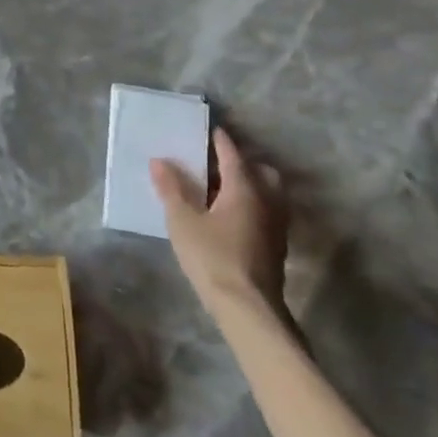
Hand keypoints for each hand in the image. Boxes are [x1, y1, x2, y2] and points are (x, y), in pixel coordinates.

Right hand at [150, 128, 286, 313]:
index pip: (232, 155)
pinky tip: (232, 217)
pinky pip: (268, 211)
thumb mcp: (182, 220)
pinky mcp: (277, 246)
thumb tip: (160, 160)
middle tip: (217, 163)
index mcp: (245, 189)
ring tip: (224, 189)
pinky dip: (253, 204)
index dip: (220, 141)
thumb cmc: (212, 257)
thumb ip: (172, 188)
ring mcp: (277, 225)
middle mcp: (267, 201)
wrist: (247, 307)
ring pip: (269, 193)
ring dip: (250, 185)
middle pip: (261, 172)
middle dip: (242, 162)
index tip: (210, 129)